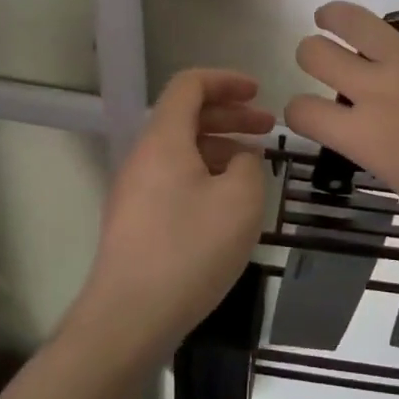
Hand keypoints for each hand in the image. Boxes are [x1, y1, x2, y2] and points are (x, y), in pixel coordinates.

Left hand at [70, 69, 273, 364]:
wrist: (129, 317)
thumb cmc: (190, 250)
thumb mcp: (240, 201)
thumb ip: (250, 165)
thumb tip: (241, 159)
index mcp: (164, 139)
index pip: (189, 85)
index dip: (225, 81)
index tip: (258, 92)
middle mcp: (144, 156)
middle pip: (186, 116)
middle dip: (230, 114)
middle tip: (268, 127)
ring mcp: (135, 189)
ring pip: (181, 149)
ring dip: (219, 146)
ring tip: (254, 166)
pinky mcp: (136, 219)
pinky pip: (173, 177)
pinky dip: (204, 172)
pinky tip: (227, 200)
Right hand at [285, 0, 398, 252]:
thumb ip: (377, 151)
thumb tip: (372, 129)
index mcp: (364, 137)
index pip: (302, 111)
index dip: (298, 110)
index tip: (311, 112)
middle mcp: (377, 89)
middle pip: (315, 53)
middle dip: (311, 55)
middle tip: (326, 60)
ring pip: (351, 18)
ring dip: (333, 15)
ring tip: (332, 16)